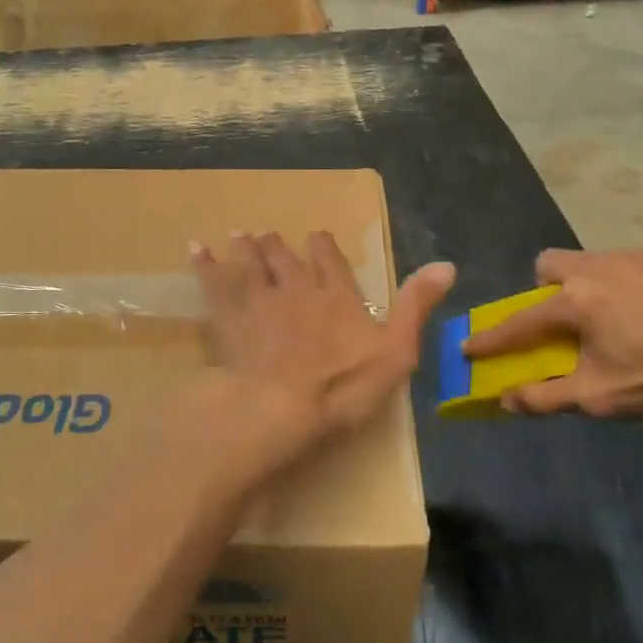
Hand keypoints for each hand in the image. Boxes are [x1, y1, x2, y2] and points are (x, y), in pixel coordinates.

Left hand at [187, 232, 454, 491]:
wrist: (281, 407)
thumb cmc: (343, 387)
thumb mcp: (396, 352)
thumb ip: (416, 306)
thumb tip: (446, 264)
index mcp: (338, 297)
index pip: (331, 260)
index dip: (323, 248)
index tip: (316, 237)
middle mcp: (298, 288)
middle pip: (285, 258)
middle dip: (278, 246)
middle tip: (267, 235)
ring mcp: (260, 300)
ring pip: (251, 263)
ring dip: (246, 248)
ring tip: (240, 235)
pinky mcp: (228, 317)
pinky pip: (214, 282)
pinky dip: (205, 263)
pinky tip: (195, 248)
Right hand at [461, 247, 642, 417]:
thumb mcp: (599, 397)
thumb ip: (546, 397)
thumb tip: (506, 400)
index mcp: (575, 301)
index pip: (519, 321)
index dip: (491, 338)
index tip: (468, 347)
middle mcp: (594, 267)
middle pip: (549, 265)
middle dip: (544, 289)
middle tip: (563, 320)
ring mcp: (630, 256)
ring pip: (587, 260)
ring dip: (584, 284)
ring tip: (611, 317)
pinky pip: (625, 263)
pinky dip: (623, 282)